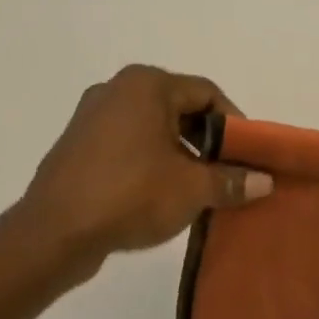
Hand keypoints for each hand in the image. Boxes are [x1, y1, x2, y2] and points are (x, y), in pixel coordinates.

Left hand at [16, 66, 271, 275]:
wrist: (54, 233)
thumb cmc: (130, 196)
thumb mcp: (192, 189)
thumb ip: (232, 181)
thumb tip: (265, 181)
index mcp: (147, 85)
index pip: (207, 93)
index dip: (234, 124)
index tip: (247, 156)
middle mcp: (117, 89)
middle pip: (180, 107)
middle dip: (207, 139)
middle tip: (226, 171)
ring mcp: (91, 115)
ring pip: (153, 126)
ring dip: (180, 152)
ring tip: (196, 186)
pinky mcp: (77, 143)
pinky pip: (127, 142)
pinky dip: (150, 159)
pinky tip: (159, 192)